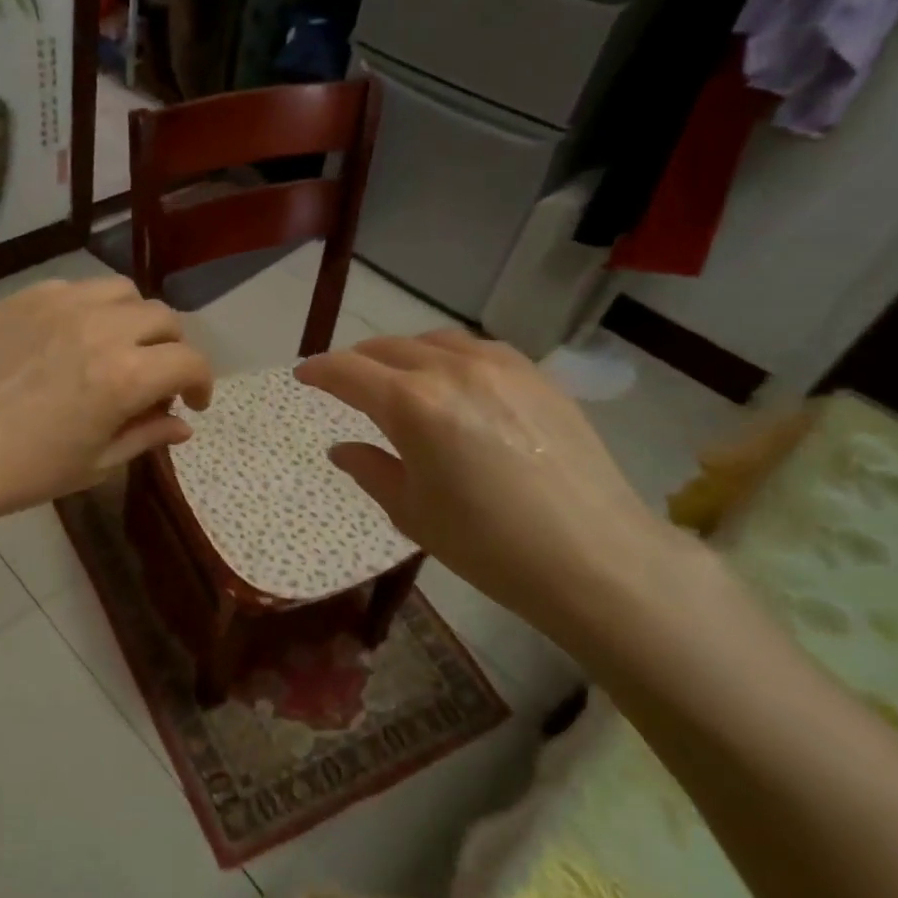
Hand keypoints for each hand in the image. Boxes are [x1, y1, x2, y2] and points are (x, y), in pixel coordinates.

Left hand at [0, 277, 213, 531]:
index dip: (203, 383)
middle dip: (172, 350)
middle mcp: (102, 327)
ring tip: (118, 349)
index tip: (192, 403)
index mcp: (126, 375)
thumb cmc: (21, 471)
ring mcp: (61, 304)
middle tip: (157, 379)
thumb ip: (147, 435)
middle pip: (164, 318)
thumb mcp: (95, 464)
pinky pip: (77, 288)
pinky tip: (72, 338)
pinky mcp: (25, 296)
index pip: (190, 361)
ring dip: (135, 320)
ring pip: (123, 292)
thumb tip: (183, 425)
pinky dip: (92, 309)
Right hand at [296, 332, 693, 648]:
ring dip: (404, 354)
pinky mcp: (536, 375)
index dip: (319, 371)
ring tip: (398, 377)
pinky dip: (449, 357)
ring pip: (434, 341)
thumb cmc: (488, 545)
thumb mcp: (413, 513)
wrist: (594, 556)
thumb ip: (370, 470)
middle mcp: (452, 370)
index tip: (302, 376)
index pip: (349, 372)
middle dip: (358, 361)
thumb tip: (341, 448)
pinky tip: (454, 382)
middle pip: (388, 348)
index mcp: (412, 406)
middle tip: (346, 382)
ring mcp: (500, 366)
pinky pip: (477, 350)